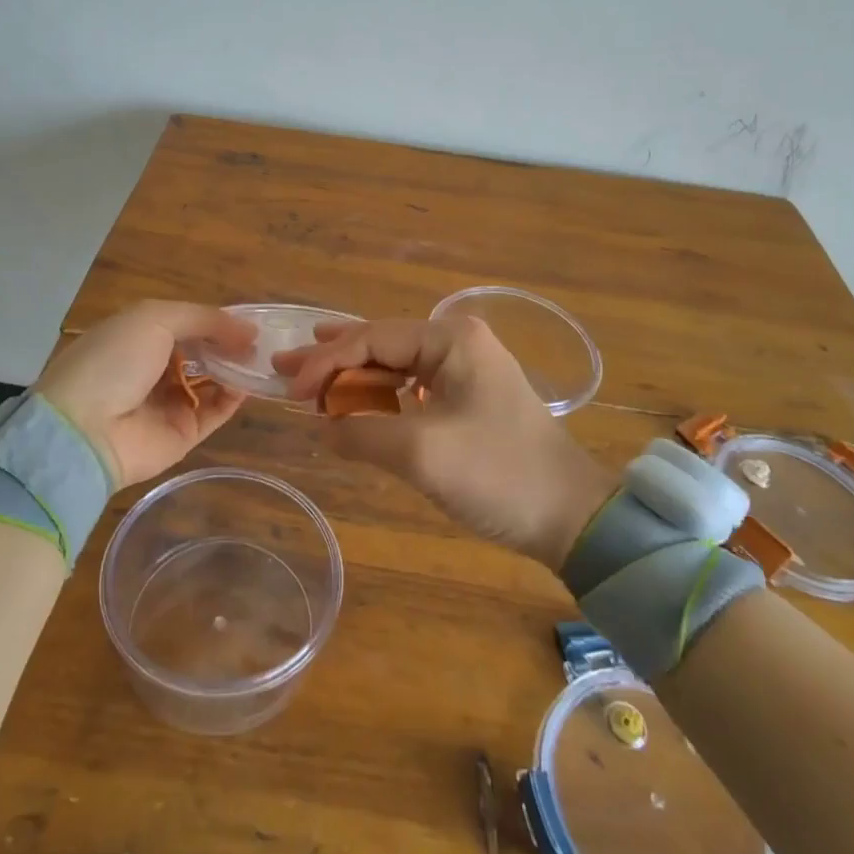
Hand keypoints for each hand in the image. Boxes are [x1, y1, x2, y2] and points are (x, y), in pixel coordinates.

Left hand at [36, 302, 254, 487]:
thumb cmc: (114, 361)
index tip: (249, 320)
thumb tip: (249, 331)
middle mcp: (154, 369)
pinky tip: (247, 384)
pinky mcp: (182, 435)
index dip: (217, 321)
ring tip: (261, 360)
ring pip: (213, 382)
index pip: (188, 324)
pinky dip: (233, 398)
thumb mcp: (154, 319)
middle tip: (262, 342)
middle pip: (202, 352)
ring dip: (235, 369)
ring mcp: (168, 403)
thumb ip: (204, 319)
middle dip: (230, 345)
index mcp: (139, 336)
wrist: (84, 431)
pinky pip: (215, 412)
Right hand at [274, 317, 618, 568]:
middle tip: (285, 366)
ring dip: (353, 376)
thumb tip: (324, 426)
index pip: (372, 338)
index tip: (290, 389)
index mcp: (450, 338)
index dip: (326, 362)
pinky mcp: (468, 398)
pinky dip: (378, 396)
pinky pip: (411, 388)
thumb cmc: (497, 473)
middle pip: (380, 344)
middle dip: (332, 357)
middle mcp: (457, 342)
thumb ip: (362, 432)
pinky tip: (354, 400)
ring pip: (394, 366)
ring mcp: (465, 369)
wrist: (569, 515)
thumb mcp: (421, 452)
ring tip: (308, 377)